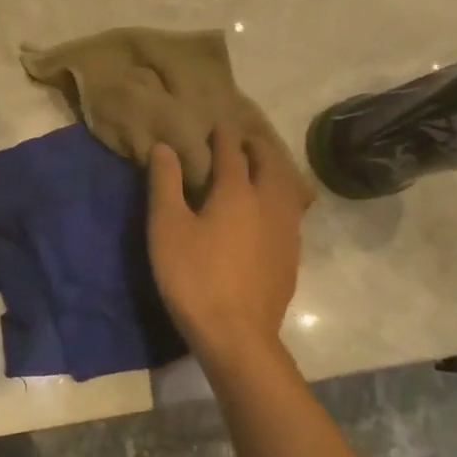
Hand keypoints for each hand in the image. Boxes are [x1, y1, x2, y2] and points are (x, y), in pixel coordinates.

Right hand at [147, 131, 305, 372]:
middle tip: (244, 139)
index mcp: (237, 192)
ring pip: (288, 187)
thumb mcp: (166, 228)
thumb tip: (165, 147)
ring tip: (261, 166)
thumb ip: (165, 184)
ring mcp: (286, 231)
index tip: (218, 123)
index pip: (232, 153)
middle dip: (258, 147)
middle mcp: (269, 204)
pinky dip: (282, 194)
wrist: (236, 333)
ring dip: (274, 169)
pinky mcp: (291, 255)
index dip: (224, 136)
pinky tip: (271, 208)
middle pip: (271, 164)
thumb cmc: (193, 276)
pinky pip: (291, 210)